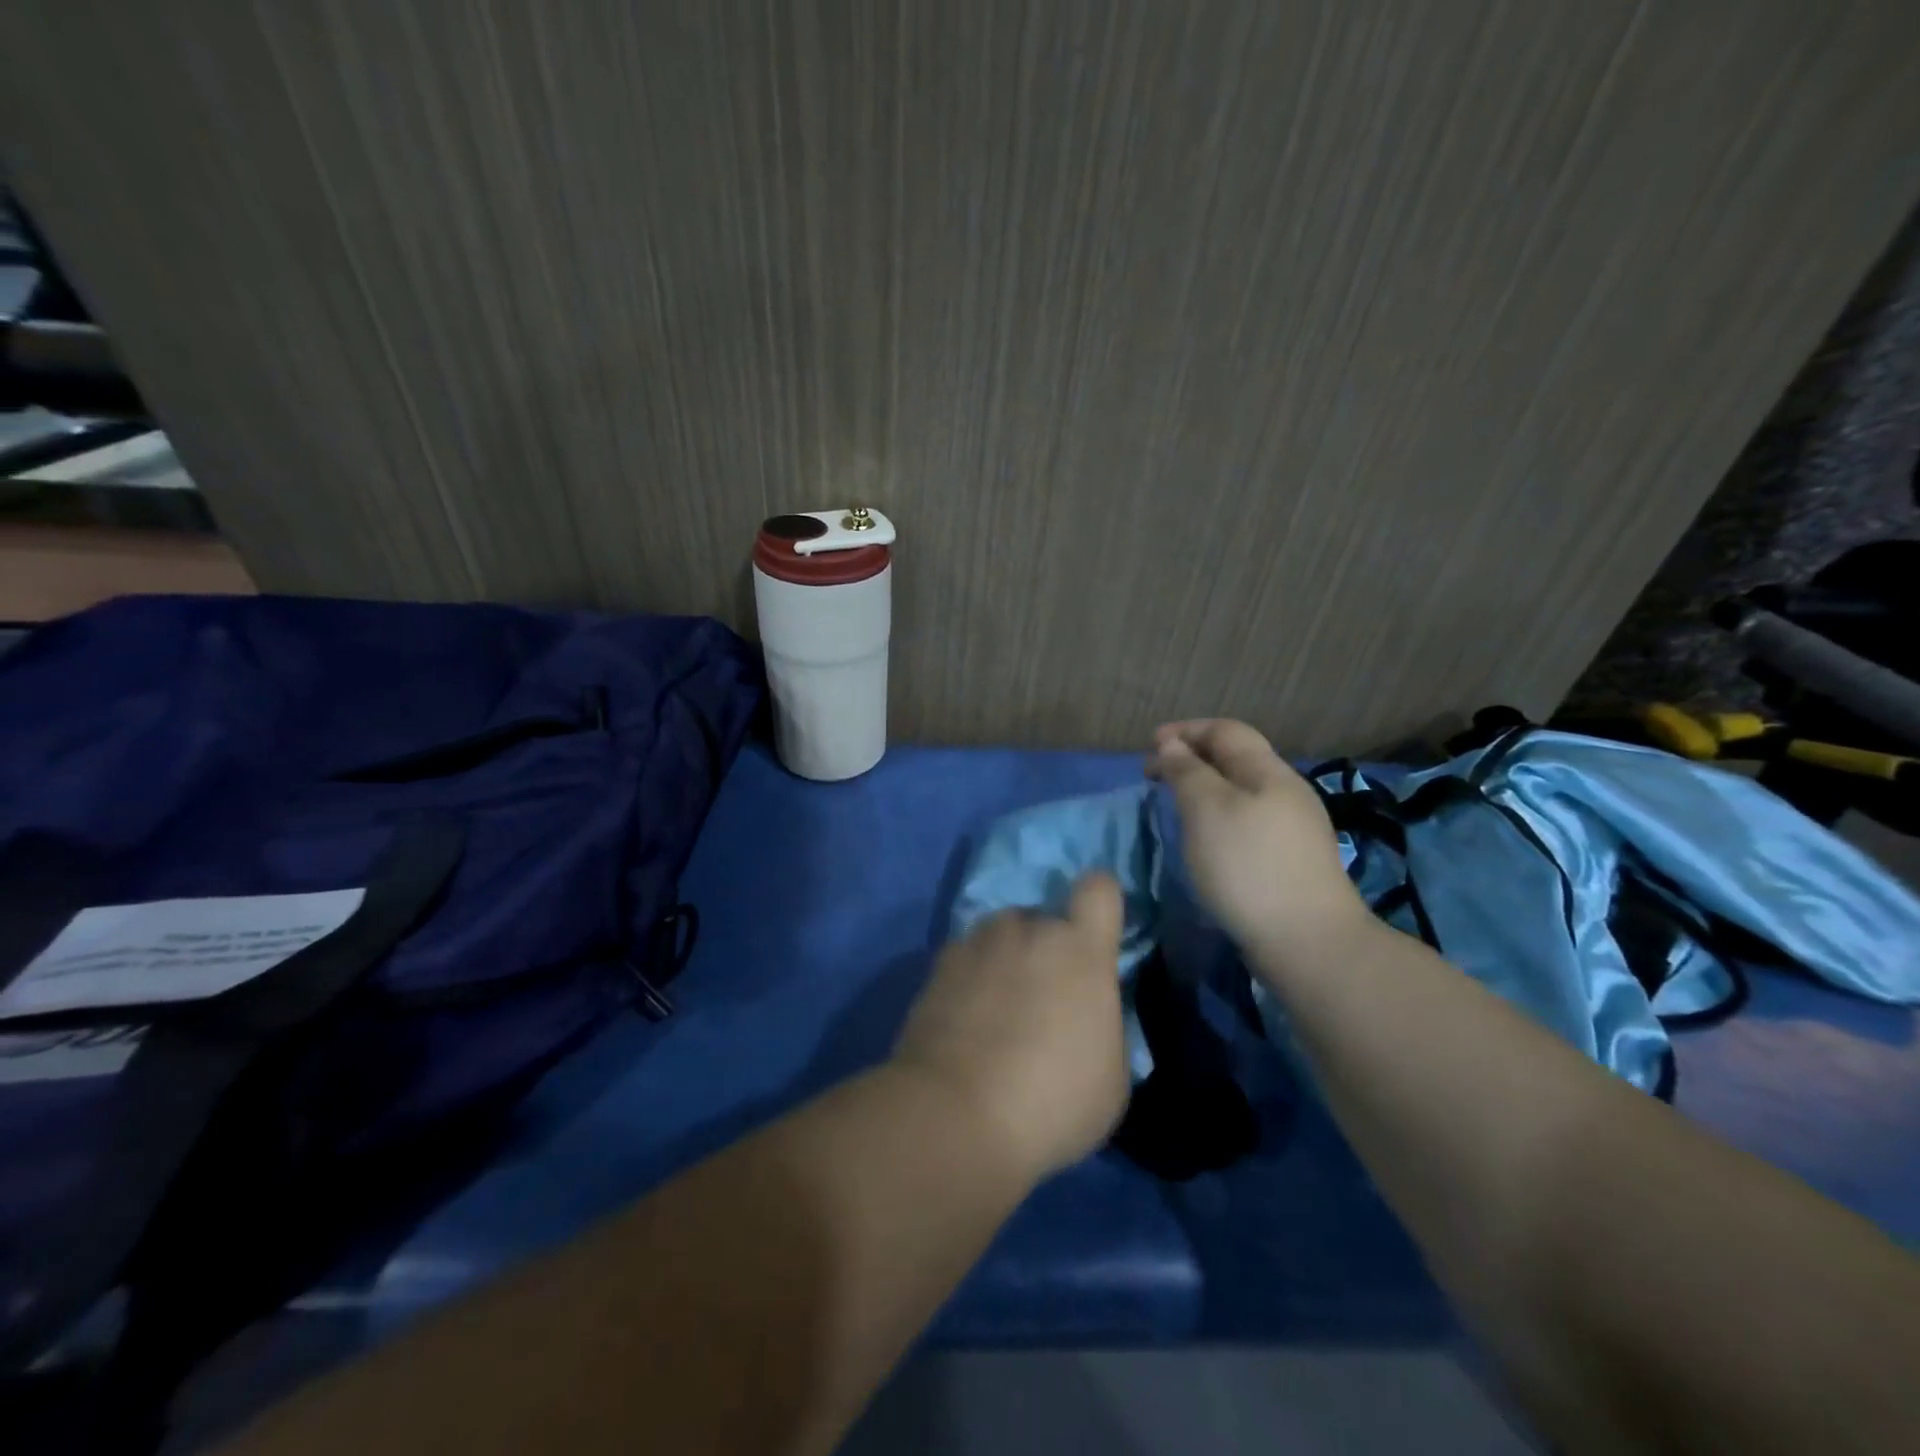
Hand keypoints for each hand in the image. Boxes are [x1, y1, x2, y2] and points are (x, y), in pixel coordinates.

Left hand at [890, 874, 1128, 1181]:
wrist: (956, 1115)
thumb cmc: (1052, 1101)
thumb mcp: (1111, 1076)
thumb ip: (1103, 1023)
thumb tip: (1087, 1012)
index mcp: (1080, 949)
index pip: (1099, 889)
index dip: (1101, 902)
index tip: (1096, 933)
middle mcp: (1028, 929)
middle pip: (1044, 919)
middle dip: (1047, 949)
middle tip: (1042, 999)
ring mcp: (977, 942)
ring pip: (1002, 937)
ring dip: (1006, 960)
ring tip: (997, 1012)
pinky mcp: (938, 964)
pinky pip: (967, 959)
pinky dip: (970, 980)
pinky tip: (965, 1023)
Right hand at [1146, 719, 1368, 964]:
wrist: (1307, 941)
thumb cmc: (1247, 866)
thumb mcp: (1206, 809)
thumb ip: (1187, 771)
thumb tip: (1172, 746)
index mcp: (1268, 772)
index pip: (1226, 730)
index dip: (1185, 730)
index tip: (1148, 747)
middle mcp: (1287, 791)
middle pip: (1237, 758)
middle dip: (1193, 758)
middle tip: (1155, 777)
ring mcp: (1294, 828)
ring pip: (1243, 791)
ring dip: (1206, 788)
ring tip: (1175, 805)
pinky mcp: (1292, 860)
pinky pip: (1249, 820)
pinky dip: (1219, 816)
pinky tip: (1207, 839)